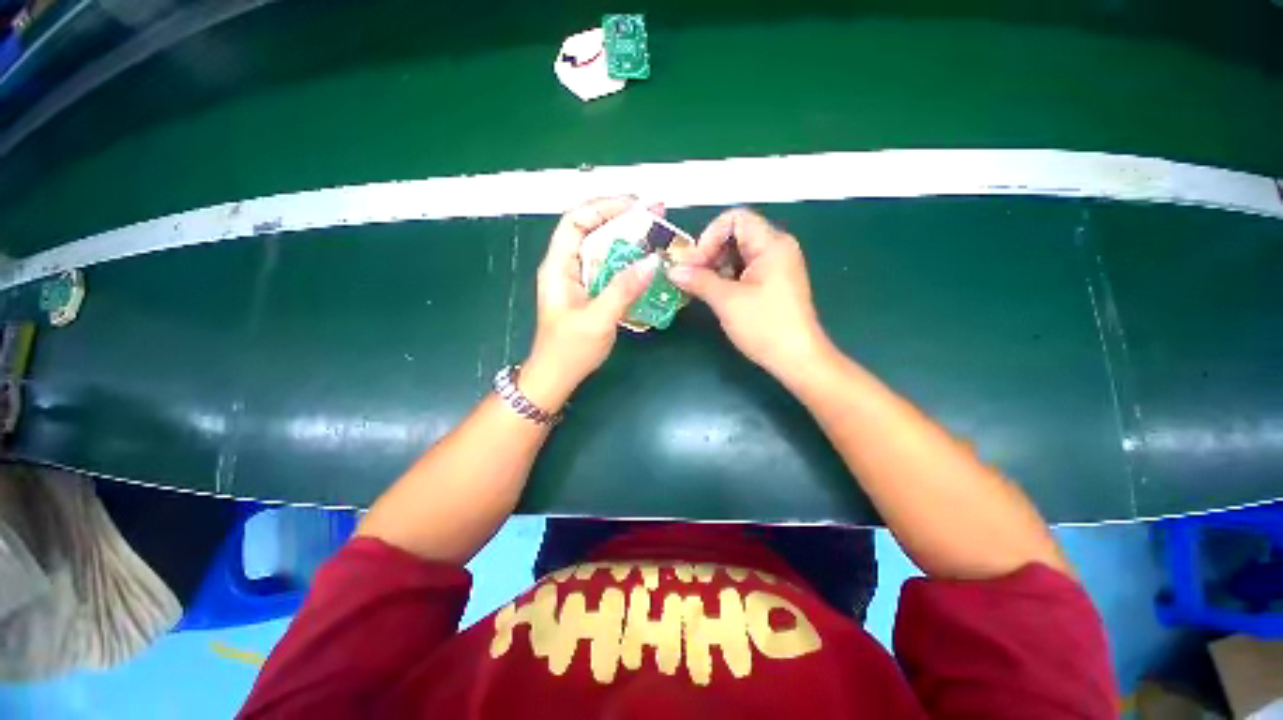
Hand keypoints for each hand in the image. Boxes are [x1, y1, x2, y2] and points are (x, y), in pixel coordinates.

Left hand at [521, 197, 657, 410]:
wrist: (557, 377)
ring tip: (655, 237)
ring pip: (603, 250)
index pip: (575, 221)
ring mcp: (578, 280)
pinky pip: (609, 270)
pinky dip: (627, 264)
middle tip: (654, 218)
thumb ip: (623, 290)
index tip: (635, 206)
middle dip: (622, 221)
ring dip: (628, 242)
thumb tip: (652, 262)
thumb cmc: (570, 350)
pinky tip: (646, 265)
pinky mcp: (589, 293)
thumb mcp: (598, 319)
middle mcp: (566, 267)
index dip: (603, 207)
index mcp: (558, 267)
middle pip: (592, 231)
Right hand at [668, 208, 831, 379]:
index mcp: (771, 244)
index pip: (734, 219)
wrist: (797, 359)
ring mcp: (775, 267)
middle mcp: (776, 249)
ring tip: (697, 287)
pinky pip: (743, 270)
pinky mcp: (771, 284)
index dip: (709, 236)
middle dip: (708, 253)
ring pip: (736, 254)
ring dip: (713, 267)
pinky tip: (711, 293)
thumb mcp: (727, 301)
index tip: (694, 263)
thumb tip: (672, 270)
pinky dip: (724, 278)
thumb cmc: (765, 326)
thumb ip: (698, 280)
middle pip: (734, 235)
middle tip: (689, 276)